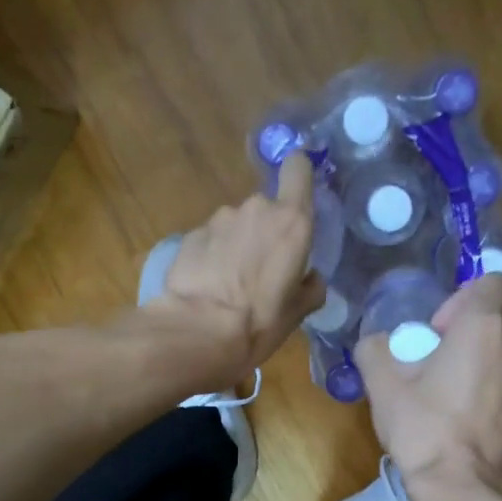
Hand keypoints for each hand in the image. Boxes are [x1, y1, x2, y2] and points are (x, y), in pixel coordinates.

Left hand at [149, 153, 325, 374]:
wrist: (197, 332)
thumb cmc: (258, 323)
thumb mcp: (297, 313)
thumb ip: (310, 287)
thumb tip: (311, 279)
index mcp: (292, 222)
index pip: (297, 168)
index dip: (297, 175)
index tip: (297, 195)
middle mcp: (256, 209)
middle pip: (266, 207)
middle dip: (264, 231)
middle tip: (261, 269)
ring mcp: (219, 219)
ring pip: (235, 224)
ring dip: (236, 244)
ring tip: (229, 282)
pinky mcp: (190, 235)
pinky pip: (210, 240)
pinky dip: (211, 256)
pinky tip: (207, 285)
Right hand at [356, 273, 501, 498]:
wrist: (465, 489)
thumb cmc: (425, 429)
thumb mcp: (383, 386)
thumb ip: (375, 350)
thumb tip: (375, 343)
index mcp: (483, 327)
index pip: (491, 280)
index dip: (462, 295)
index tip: (436, 325)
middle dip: (475, 321)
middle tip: (440, 349)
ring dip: (484, 352)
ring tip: (449, 382)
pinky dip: (492, 382)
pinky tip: (463, 411)